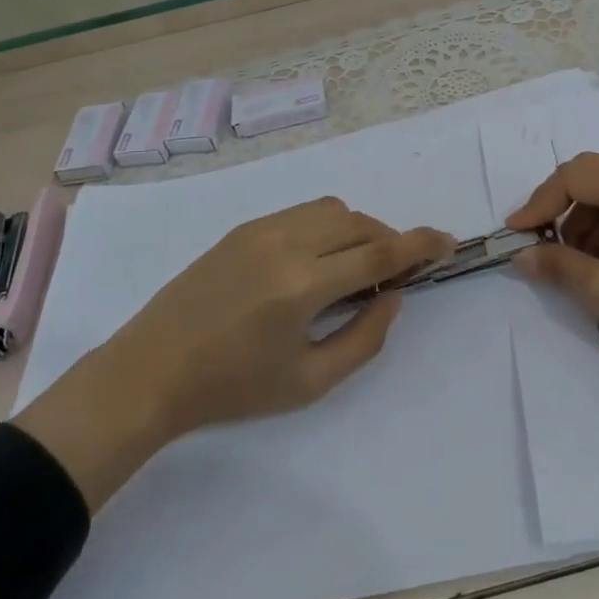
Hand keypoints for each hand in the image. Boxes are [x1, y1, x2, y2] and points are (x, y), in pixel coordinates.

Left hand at [16, 199, 450, 507]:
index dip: (420, 244)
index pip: (378, 250)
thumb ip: (364, 337)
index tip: (447, 241)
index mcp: (302, 286)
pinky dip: (326, 227)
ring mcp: (260, 230)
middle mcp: (285, 244)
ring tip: (353, 268)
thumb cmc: (233, 388)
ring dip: (357, 230)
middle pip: (359, 222)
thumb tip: (392, 295)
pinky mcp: (242, 229)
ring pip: (331, 209)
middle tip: (393, 275)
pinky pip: (301, 212)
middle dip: (389, 240)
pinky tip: (315, 262)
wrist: (152, 370)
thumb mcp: (309, 381)